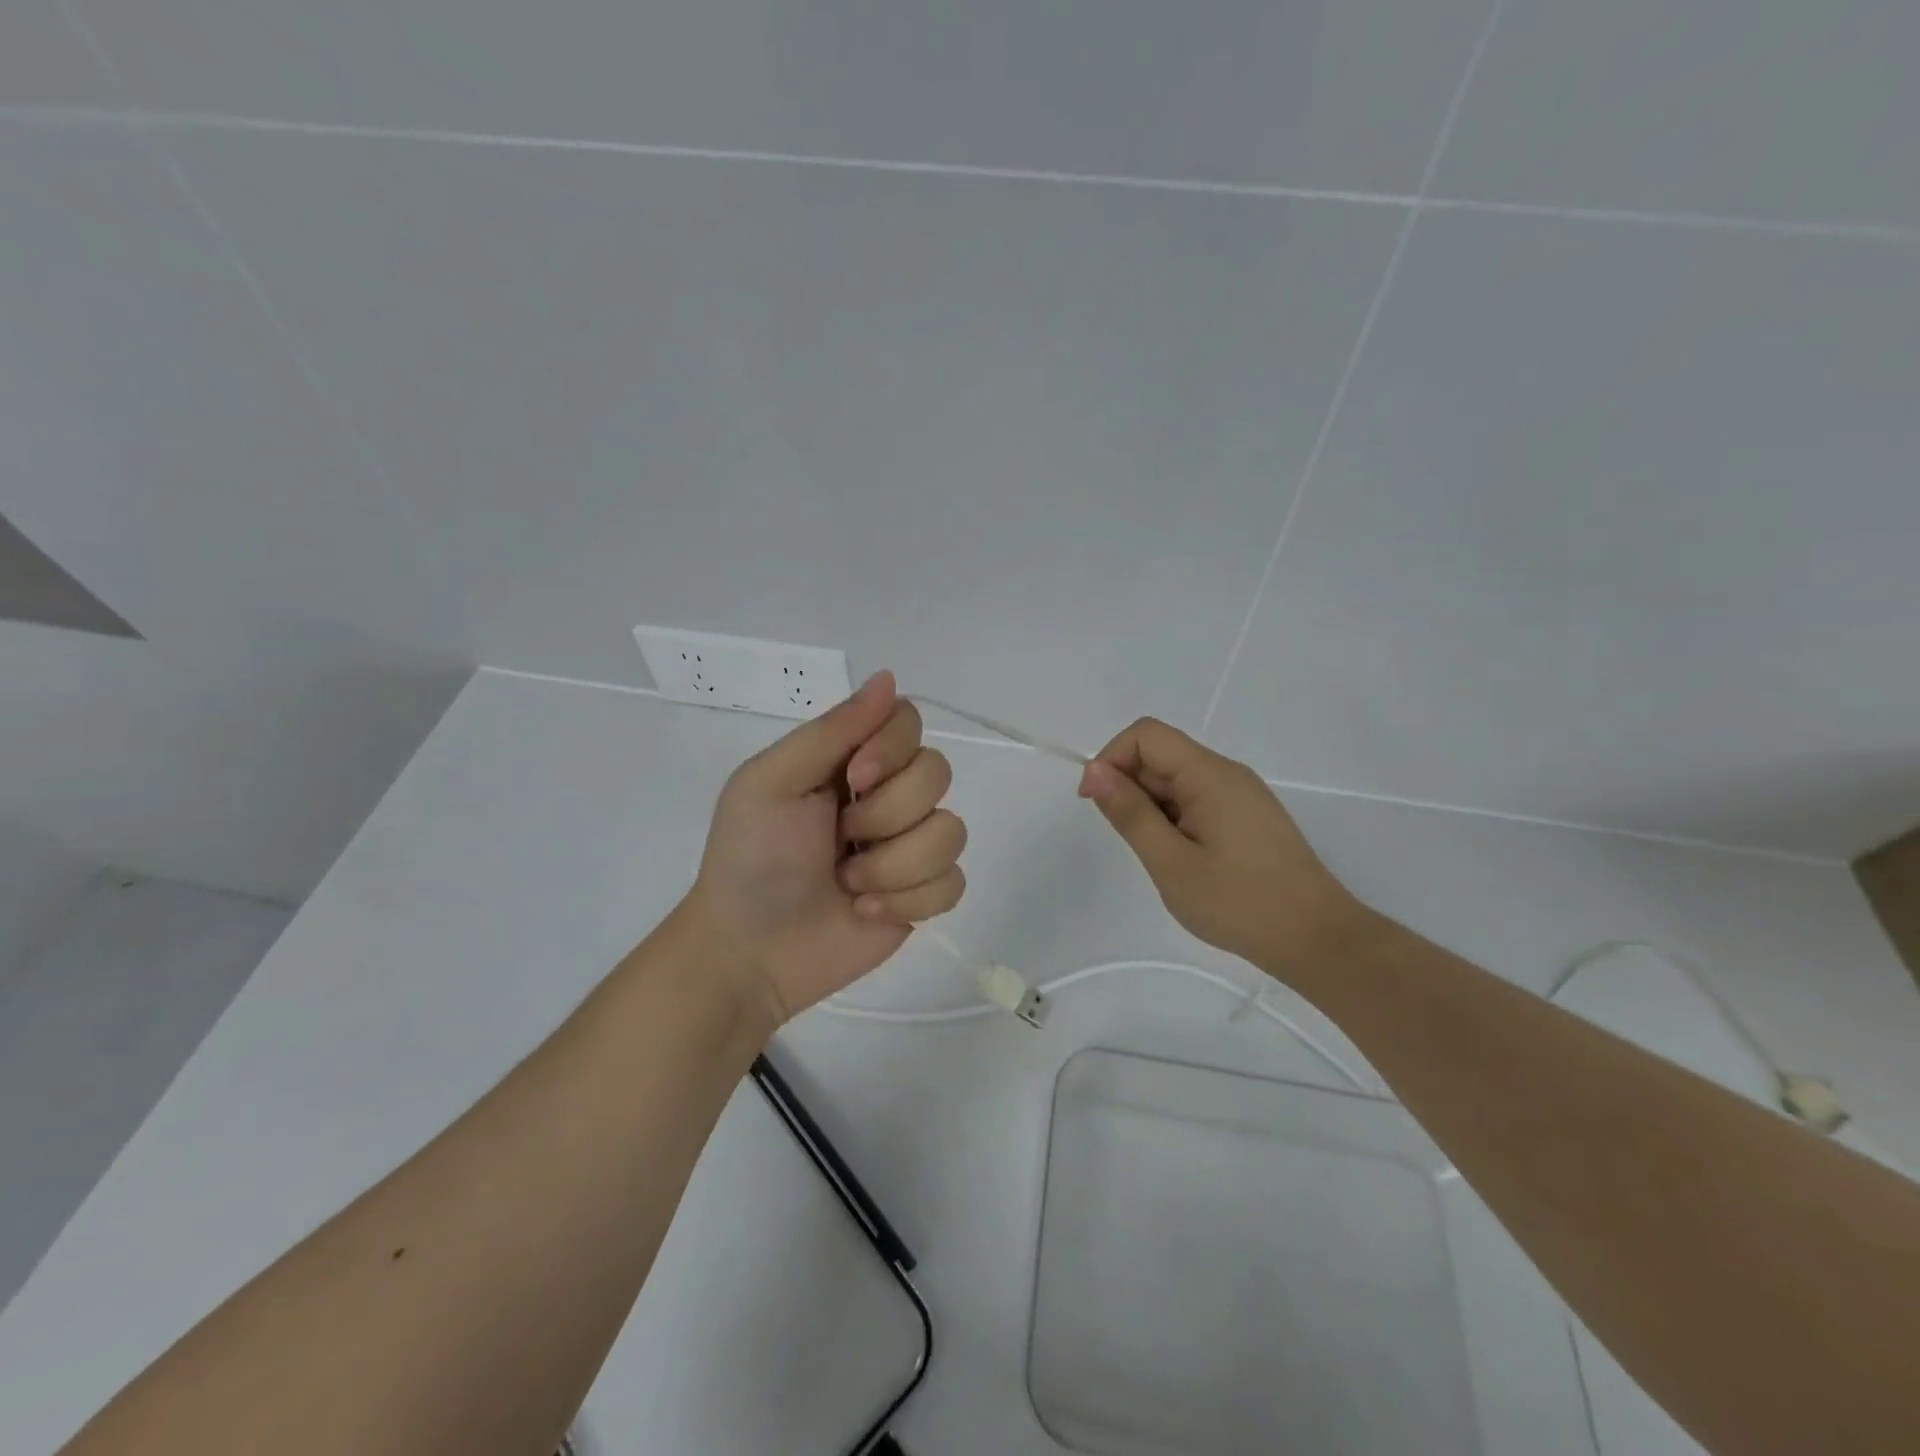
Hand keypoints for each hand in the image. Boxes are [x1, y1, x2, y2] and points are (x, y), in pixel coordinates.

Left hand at [689, 671, 965, 1022]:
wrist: (749, 952)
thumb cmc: (750, 859)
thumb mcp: (771, 782)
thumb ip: (832, 730)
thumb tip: (889, 677)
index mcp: (850, 760)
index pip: (908, 720)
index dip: (893, 748)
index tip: (854, 778)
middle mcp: (888, 795)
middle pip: (938, 772)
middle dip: (886, 815)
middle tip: (840, 838)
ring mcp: (909, 846)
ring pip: (952, 831)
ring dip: (894, 865)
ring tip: (848, 884)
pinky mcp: (922, 895)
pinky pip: (953, 882)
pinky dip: (908, 900)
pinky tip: (867, 910)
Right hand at [1078, 718, 1362, 977]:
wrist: (1316, 939)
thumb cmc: (1238, 903)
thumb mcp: (1171, 862)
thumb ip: (1130, 813)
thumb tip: (1095, 771)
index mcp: (1209, 774)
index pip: (1146, 735)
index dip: (1112, 758)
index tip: (1098, 803)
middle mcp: (1227, 773)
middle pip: (1162, 754)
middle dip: (1131, 787)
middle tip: (1134, 842)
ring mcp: (1241, 794)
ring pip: (1177, 779)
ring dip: (1152, 807)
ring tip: (1162, 857)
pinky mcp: (1248, 816)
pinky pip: (1197, 798)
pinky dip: (1174, 818)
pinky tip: (1182, 858)